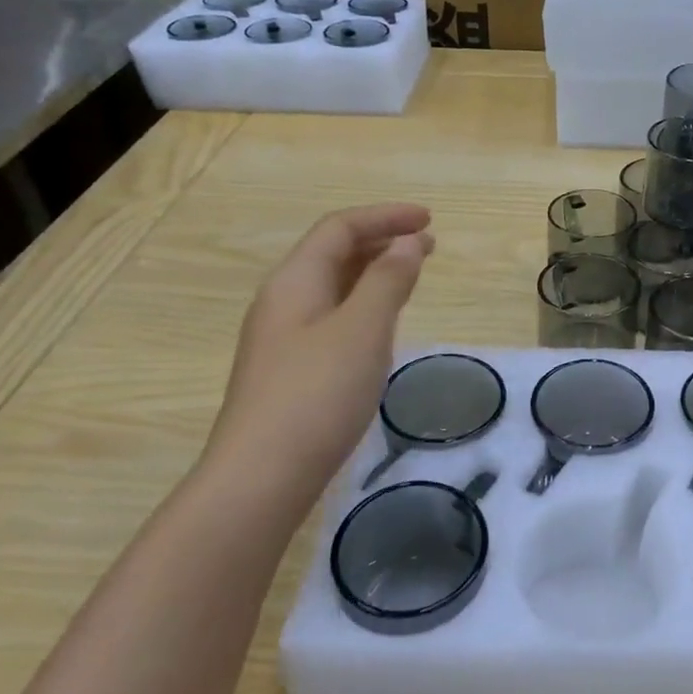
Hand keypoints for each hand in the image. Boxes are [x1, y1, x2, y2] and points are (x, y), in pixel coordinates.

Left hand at [203, 203, 433, 494]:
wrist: (262, 476)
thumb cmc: (317, 395)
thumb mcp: (362, 330)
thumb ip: (388, 280)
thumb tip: (407, 242)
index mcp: (295, 281)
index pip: (340, 228)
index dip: (385, 216)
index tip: (430, 220)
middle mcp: (284, 302)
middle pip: (333, 253)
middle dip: (382, 241)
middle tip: (429, 247)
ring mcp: (284, 339)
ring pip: (334, 288)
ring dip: (374, 274)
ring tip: (411, 276)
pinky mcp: (292, 371)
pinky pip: (333, 319)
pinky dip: (364, 307)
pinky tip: (381, 326)